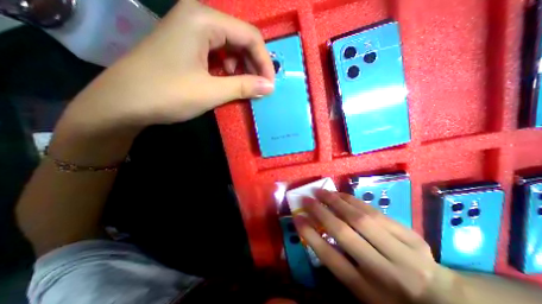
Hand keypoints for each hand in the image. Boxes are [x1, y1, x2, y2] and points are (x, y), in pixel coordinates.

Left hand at [64, 0, 275, 129]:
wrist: (123, 103)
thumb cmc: (167, 94)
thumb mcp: (212, 91)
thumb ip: (244, 86)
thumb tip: (270, 87)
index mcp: (204, 20)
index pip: (250, 36)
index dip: (264, 62)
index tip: (270, 85)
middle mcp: (198, 17)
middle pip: (241, 39)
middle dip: (254, 65)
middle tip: (259, 88)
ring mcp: (191, 31)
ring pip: (231, 47)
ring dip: (242, 68)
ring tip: (243, 87)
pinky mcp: (187, 45)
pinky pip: (218, 54)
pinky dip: (228, 69)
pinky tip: (227, 82)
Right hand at [296, 190, 460, 303]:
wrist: (442, 300)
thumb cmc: (391, 298)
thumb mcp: (362, 292)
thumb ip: (340, 264)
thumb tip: (317, 233)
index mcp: (367, 291)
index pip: (330, 257)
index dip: (309, 234)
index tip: (296, 217)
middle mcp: (383, 271)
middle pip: (344, 233)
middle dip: (320, 212)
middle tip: (306, 199)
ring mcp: (401, 252)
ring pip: (360, 218)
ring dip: (336, 201)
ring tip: (321, 192)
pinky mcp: (411, 236)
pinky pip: (375, 212)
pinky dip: (354, 201)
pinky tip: (341, 194)